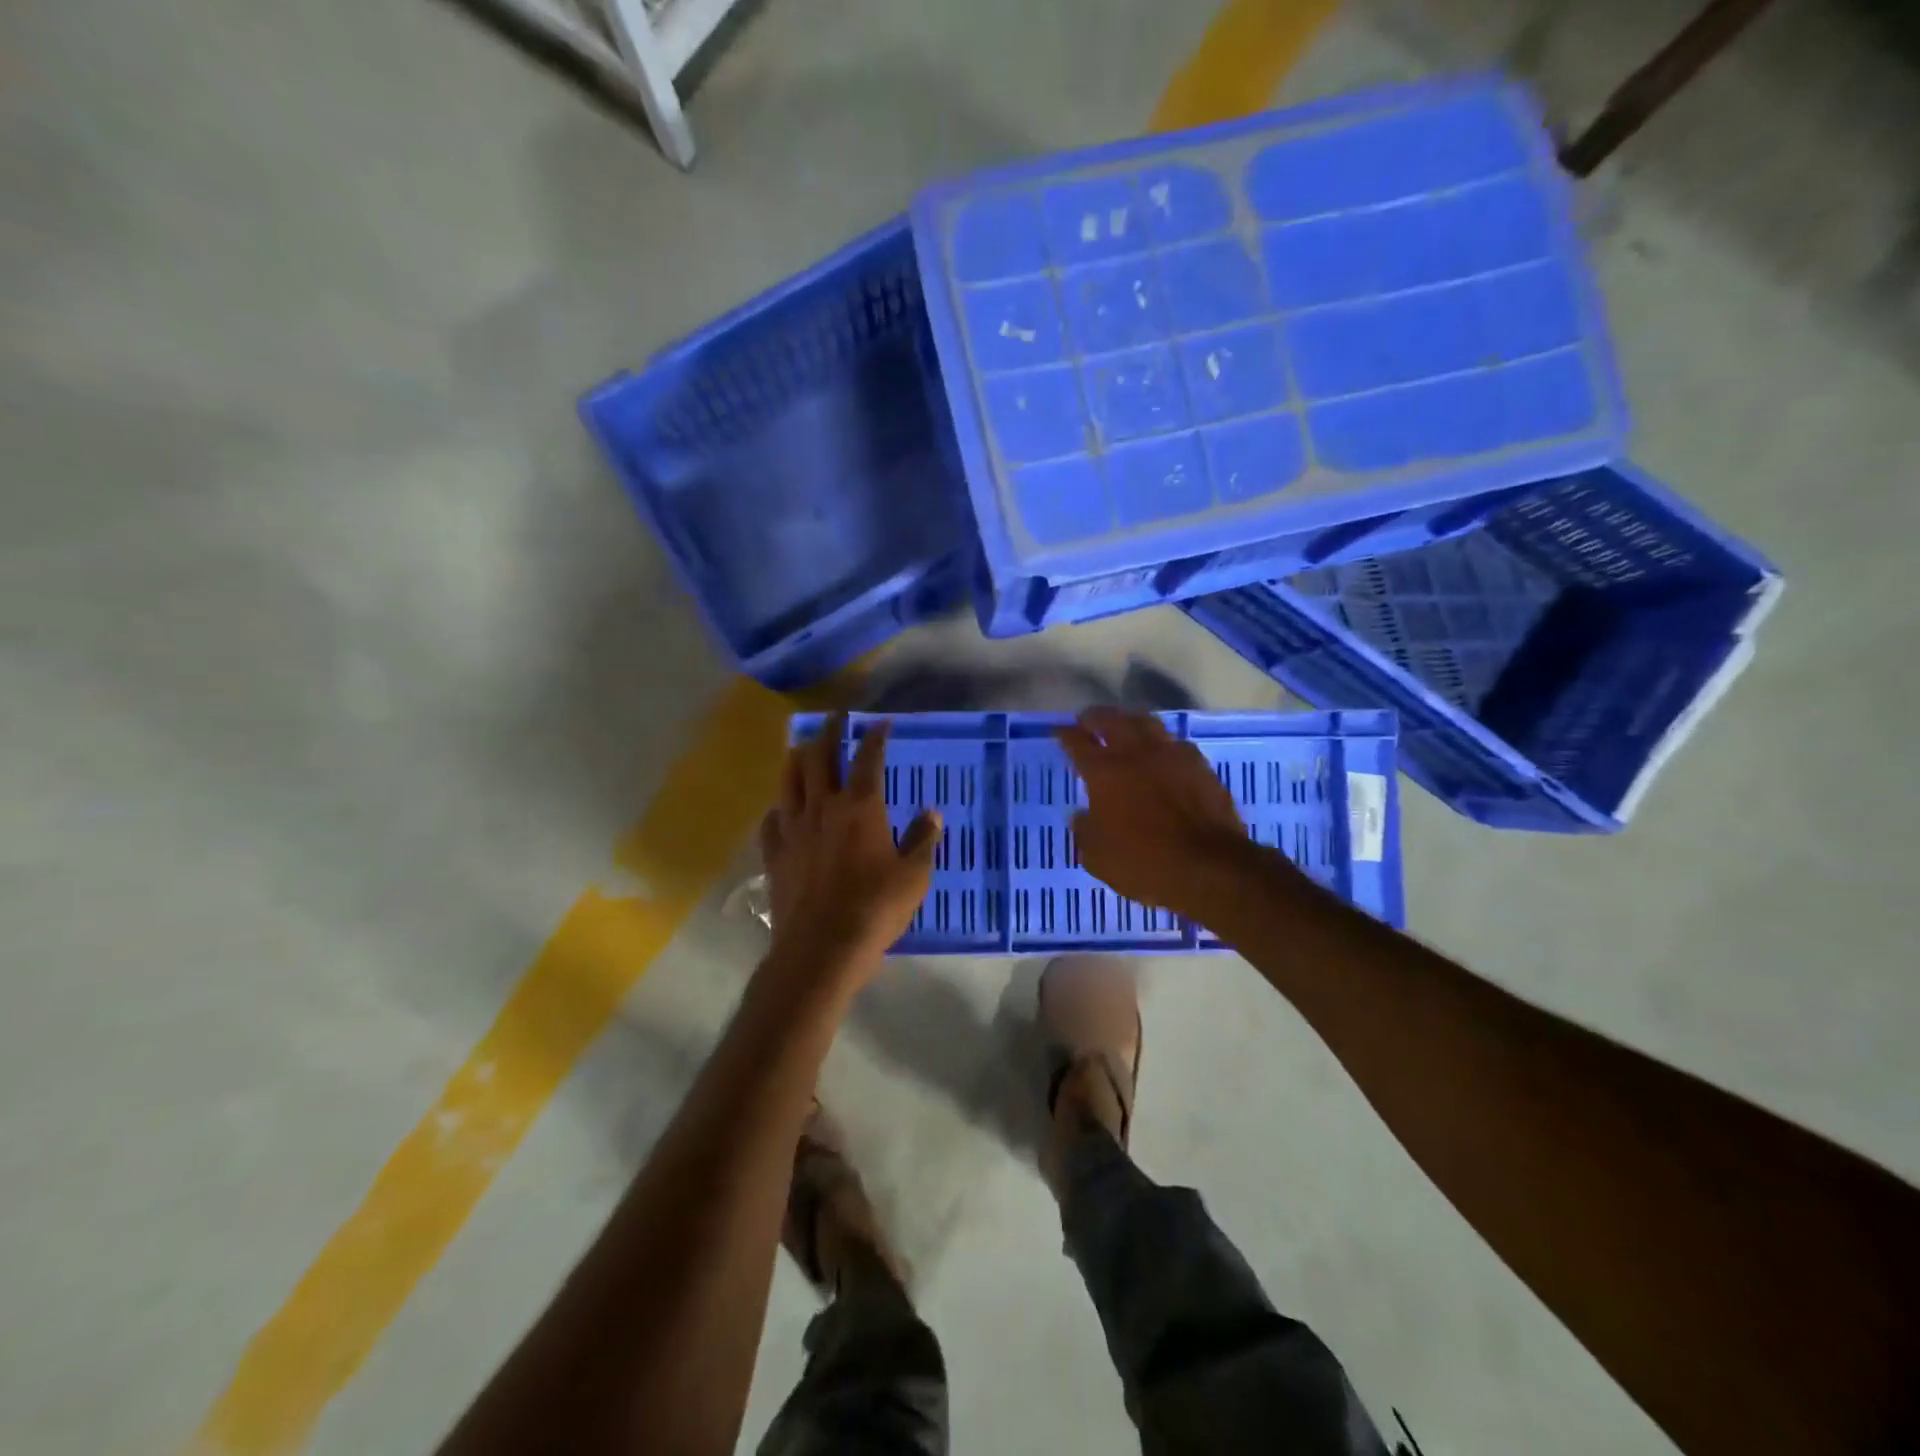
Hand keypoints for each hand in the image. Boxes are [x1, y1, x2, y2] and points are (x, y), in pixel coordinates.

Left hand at [759, 715, 939, 984]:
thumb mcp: (914, 876)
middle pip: (819, 757)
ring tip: (804, 749)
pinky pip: (772, 820)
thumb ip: (922, 840)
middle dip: (828, 732)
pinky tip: (783, 810)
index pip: (868, 758)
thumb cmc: (876, 909)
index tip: (881, 722)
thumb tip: (931, 813)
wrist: (822, 948)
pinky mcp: (775, 853)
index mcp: (861, 808)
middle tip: (835, 719)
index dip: (875, 736)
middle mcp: (823, 807)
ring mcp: (794, 829)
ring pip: (789, 780)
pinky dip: (780, 807)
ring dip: (798, 759)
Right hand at [1056, 708, 1271, 922]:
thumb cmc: (1144, 864)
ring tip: (1125, 726)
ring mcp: (1172, 756)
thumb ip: (1086, 831)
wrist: (1209, 868)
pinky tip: (1163, 752)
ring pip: (1148, 723)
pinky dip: (1163, 743)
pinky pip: (1177, 744)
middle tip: (1088, 720)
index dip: (1066, 734)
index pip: (1078, 743)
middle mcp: (1136, 754)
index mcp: (1104, 772)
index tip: (1060, 730)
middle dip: (1096, 717)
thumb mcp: (1098, 857)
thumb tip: (1082, 816)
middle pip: (1112, 720)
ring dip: (1131, 721)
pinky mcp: (1201, 767)